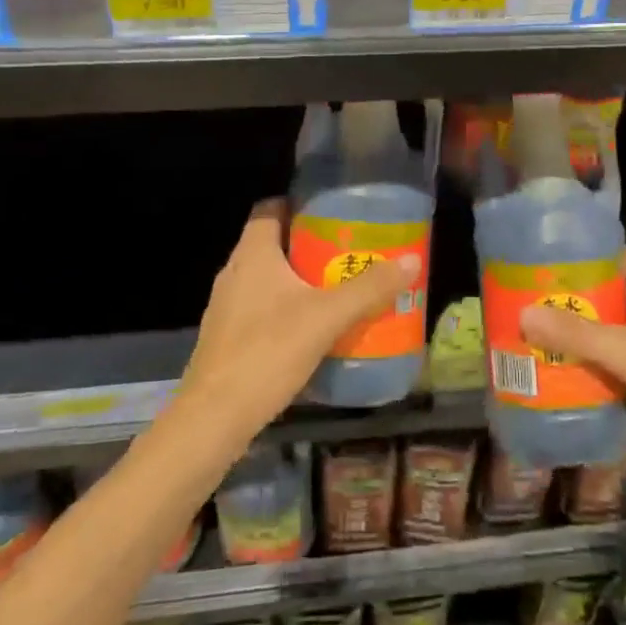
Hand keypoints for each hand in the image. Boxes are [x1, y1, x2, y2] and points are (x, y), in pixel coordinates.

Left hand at [182, 198, 419, 442]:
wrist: (214, 419)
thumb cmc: (267, 352)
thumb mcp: (327, 317)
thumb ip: (369, 288)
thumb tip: (411, 260)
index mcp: (253, 254)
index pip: (271, 209)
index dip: (300, 205)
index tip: (334, 213)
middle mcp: (235, 272)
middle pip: (274, 244)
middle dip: (311, 245)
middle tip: (350, 251)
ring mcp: (227, 307)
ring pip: (269, 279)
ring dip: (301, 280)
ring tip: (340, 287)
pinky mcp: (228, 337)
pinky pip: (263, 308)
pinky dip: (288, 309)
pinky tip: (316, 328)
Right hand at [520, 248, 625, 482]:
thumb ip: (578, 335)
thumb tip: (523, 313)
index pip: (614, 255)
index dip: (579, 253)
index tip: (540, 258)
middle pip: (610, 294)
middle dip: (573, 298)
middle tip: (529, 303)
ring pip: (617, 330)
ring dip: (585, 335)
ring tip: (540, 339)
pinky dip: (602, 365)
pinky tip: (574, 377)